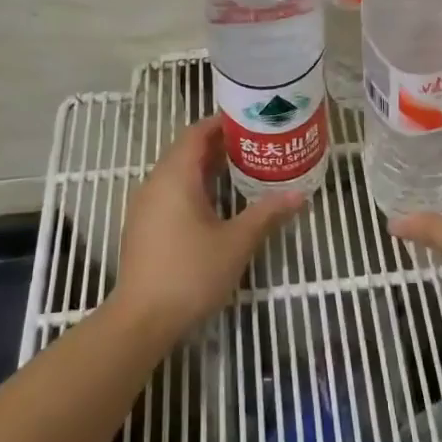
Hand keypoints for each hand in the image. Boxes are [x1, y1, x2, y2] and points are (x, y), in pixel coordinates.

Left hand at [111, 115, 306, 333]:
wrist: (142, 319)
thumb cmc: (191, 273)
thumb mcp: (236, 242)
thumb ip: (267, 214)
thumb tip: (299, 194)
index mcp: (175, 177)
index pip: (196, 133)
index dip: (222, 123)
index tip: (251, 121)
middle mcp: (155, 183)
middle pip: (186, 150)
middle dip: (219, 145)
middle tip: (256, 145)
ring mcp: (145, 206)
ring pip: (178, 173)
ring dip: (207, 167)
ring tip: (243, 169)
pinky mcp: (143, 227)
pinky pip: (170, 192)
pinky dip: (194, 187)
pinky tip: (217, 203)